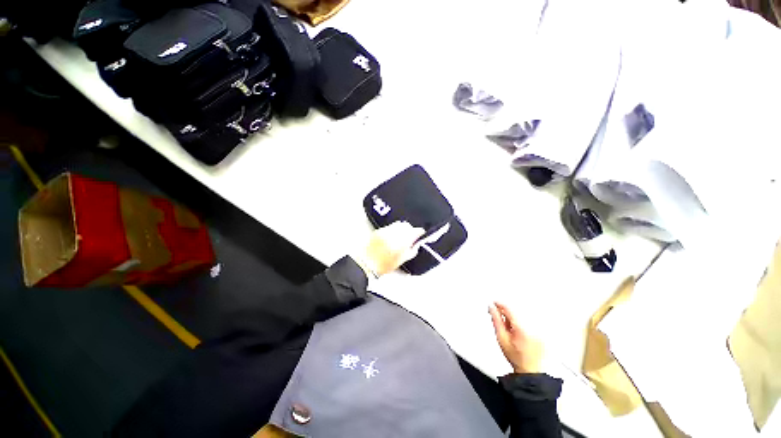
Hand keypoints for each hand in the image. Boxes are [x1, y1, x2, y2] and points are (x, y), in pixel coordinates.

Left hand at [358, 221, 424, 277]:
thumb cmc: (383, 265)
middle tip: (411, 238)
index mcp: (402, 240)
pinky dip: (393, 230)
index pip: (416, 231)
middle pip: (407, 225)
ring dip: (402, 229)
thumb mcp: (401, 260)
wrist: (366, 263)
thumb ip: (411, 251)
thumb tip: (416, 245)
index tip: (421, 235)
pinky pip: (390, 226)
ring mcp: (385, 230)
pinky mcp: (379, 230)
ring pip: (398, 224)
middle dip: (410, 230)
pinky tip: (391, 237)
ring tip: (400, 238)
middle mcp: (394, 232)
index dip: (420, 233)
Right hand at [489, 302, 543, 373]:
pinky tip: (518, 332)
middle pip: (516, 311)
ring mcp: (539, 329)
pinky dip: (521, 323)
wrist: (531, 371)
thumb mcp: (501, 338)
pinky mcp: (542, 332)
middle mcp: (533, 326)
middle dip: (506, 313)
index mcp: (522, 327)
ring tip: (510, 330)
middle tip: (501, 320)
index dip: (499, 304)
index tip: (494, 303)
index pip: (509, 308)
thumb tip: (491, 307)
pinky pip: (529, 321)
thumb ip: (496, 320)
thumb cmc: (516, 358)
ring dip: (513, 318)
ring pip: (522, 315)